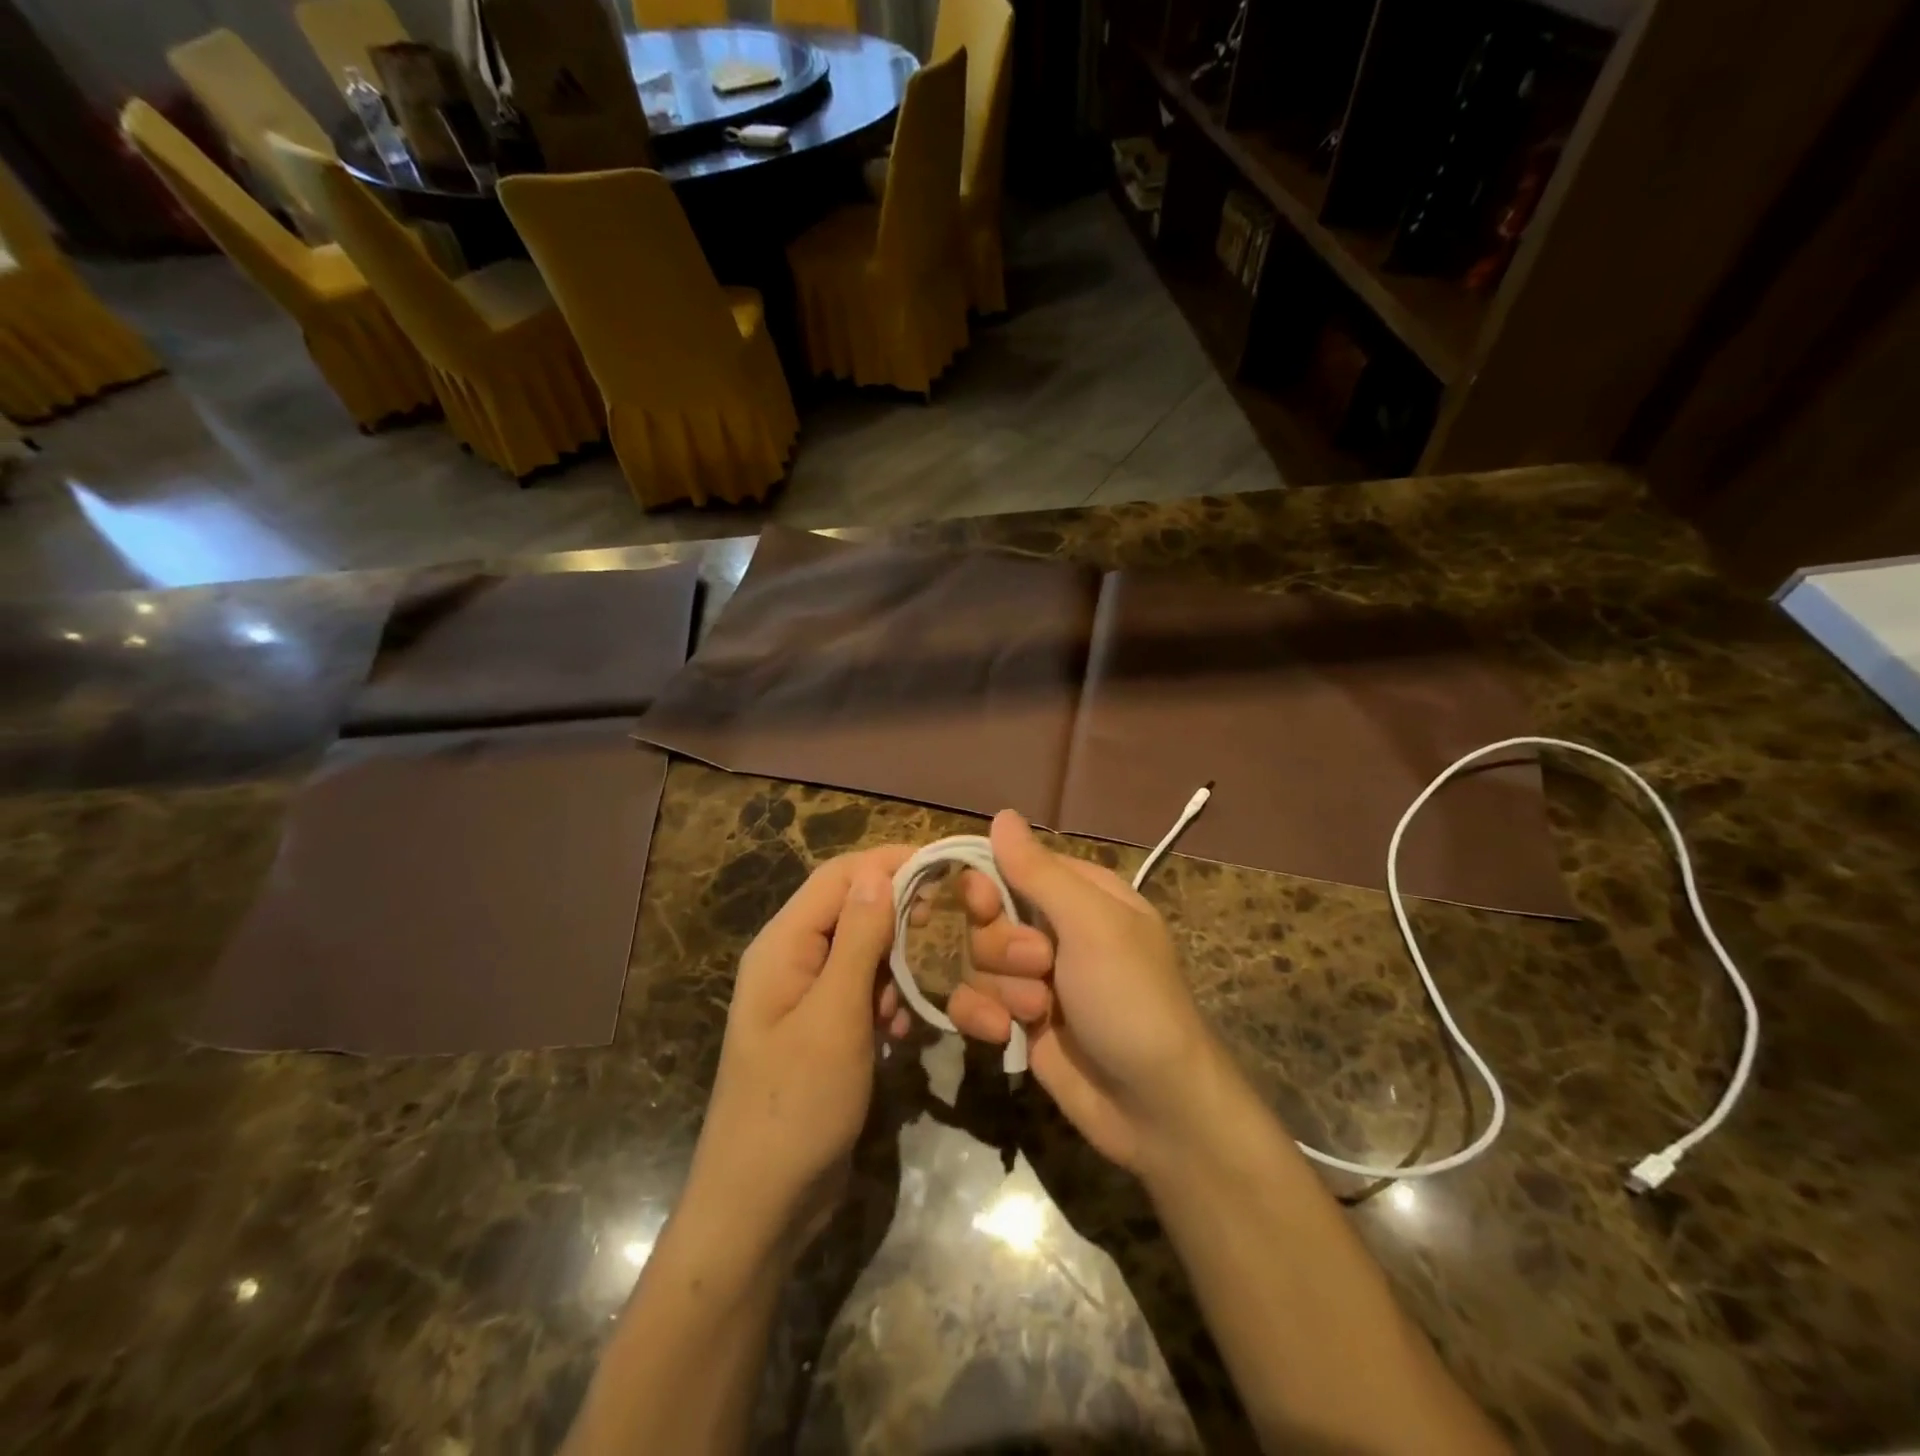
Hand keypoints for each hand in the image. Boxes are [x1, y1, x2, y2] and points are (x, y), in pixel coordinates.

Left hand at [686, 847, 914, 1255]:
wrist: (760, 1207)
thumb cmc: (795, 1106)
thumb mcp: (834, 1017)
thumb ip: (859, 940)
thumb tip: (879, 871)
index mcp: (783, 945)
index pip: (840, 876)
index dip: (891, 862)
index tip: (946, 865)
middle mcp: (792, 960)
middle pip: (853, 910)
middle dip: (901, 915)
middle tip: (950, 928)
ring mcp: (807, 997)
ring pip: (864, 952)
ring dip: (897, 965)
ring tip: (919, 996)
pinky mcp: (824, 1030)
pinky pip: (863, 992)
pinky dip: (888, 1001)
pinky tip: (902, 1033)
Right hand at [947, 811, 1226, 1172]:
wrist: (1153, 1108)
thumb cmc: (1130, 999)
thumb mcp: (1091, 926)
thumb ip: (1039, 872)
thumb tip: (1002, 815)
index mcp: (1080, 894)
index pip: (1012, 866)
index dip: (988, 883)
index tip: (983, 903)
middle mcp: (1054, 930)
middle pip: (987, 916)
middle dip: (1003, 946)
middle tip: (1041, 966)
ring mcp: (1035, 977)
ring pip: (976, 959)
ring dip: (1001, 988)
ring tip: (1039, 1012)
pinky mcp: (1018, 1021)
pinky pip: (973, 1000)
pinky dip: (981, 1017)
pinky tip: (1004, 1036)